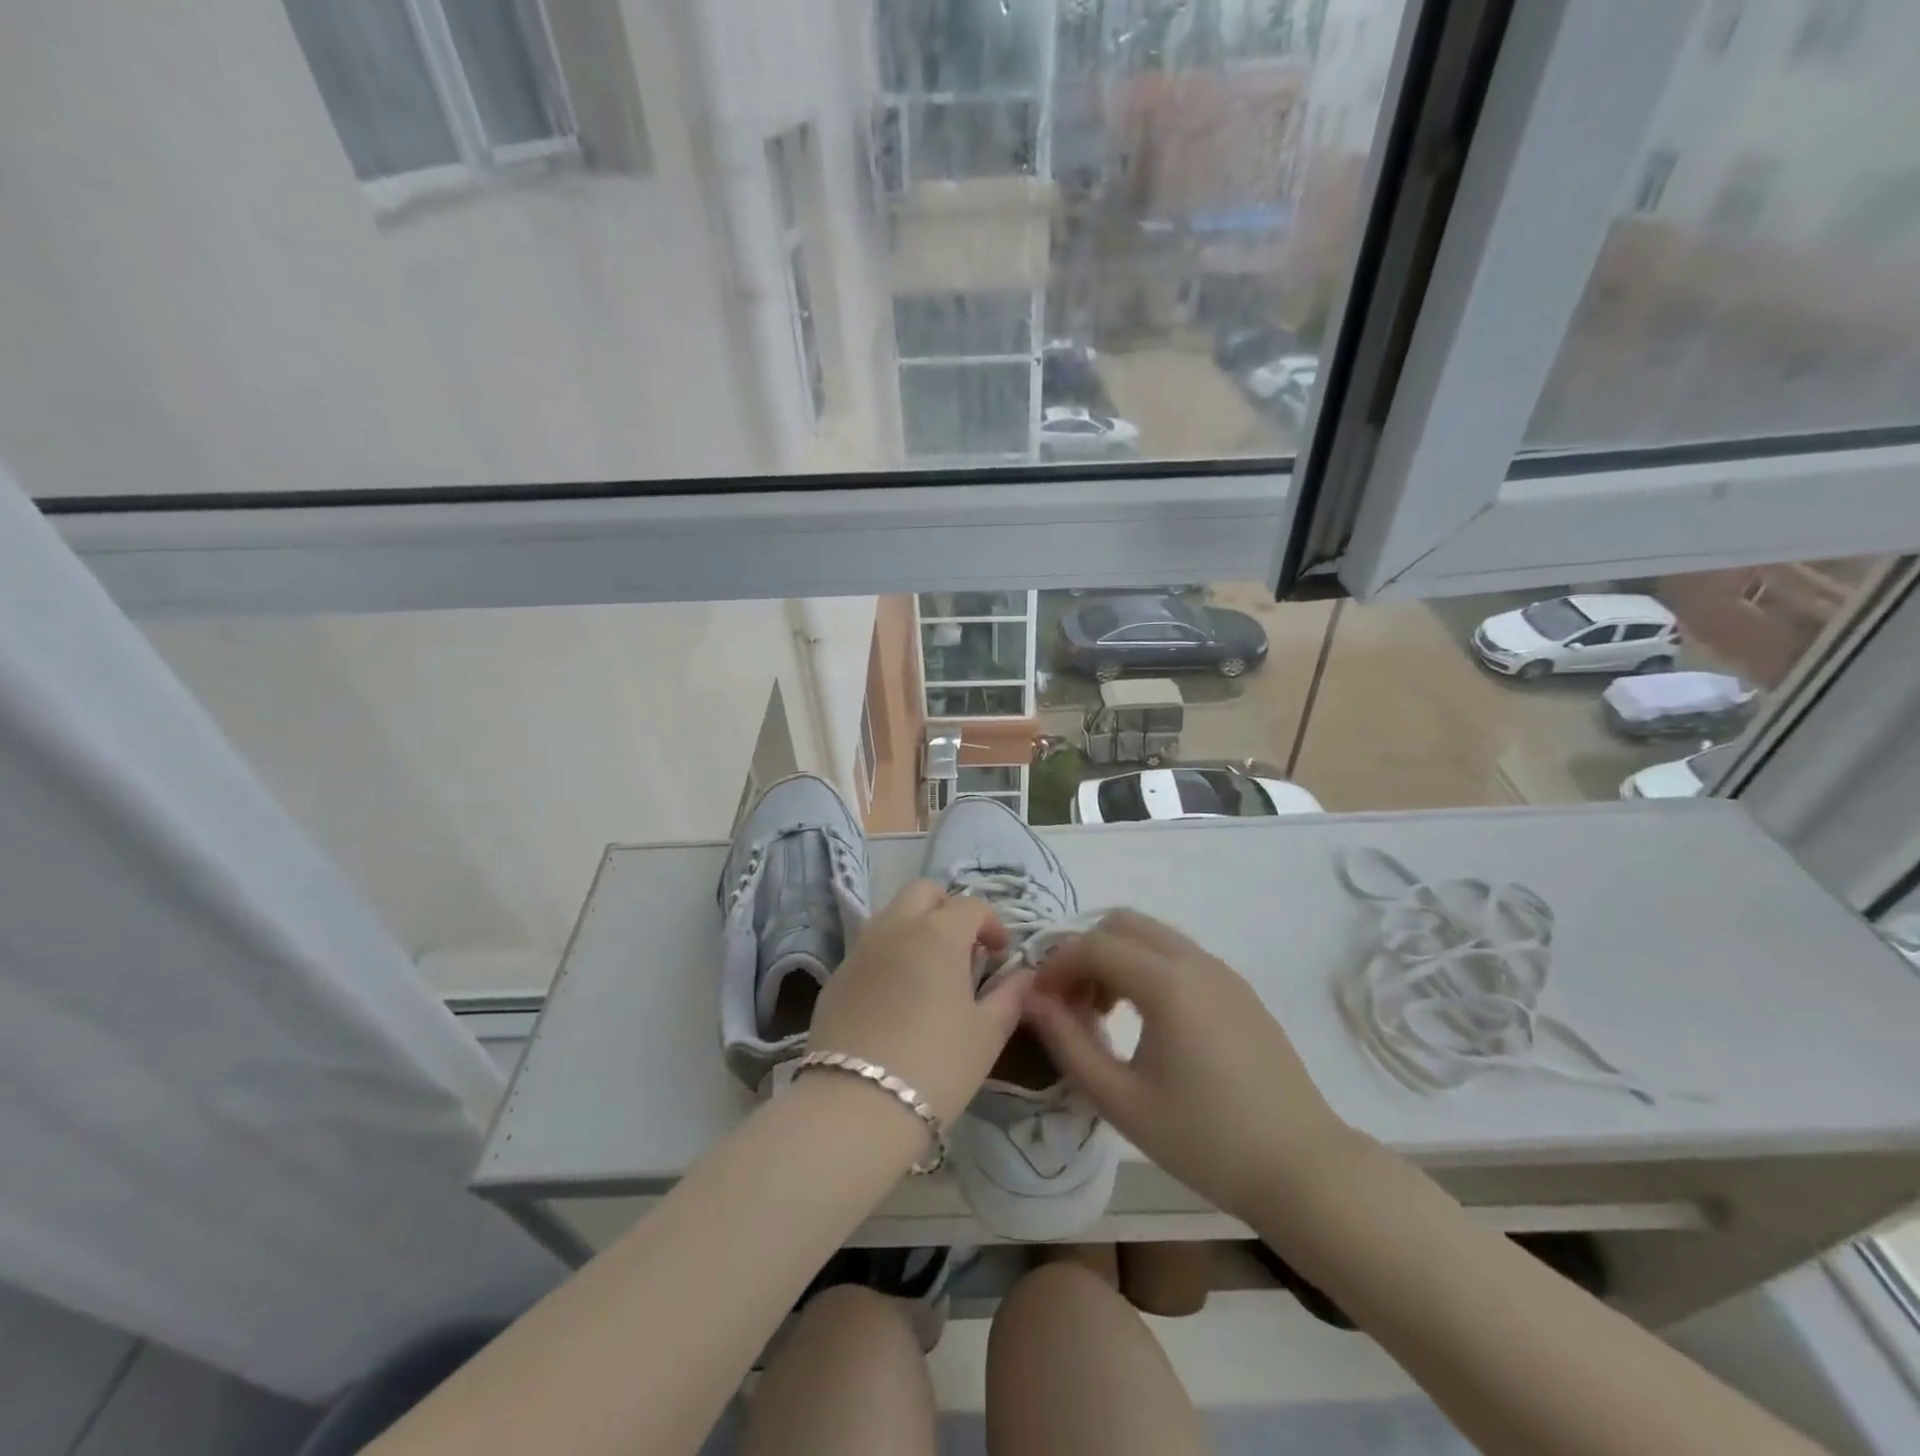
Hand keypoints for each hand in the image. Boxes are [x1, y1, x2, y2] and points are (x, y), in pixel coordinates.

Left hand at [807, 880, 1029, 1126]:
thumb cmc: (936, 1065)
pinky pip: (869, 947)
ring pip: (891, 915)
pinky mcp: (836, 976)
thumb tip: (1024, 976)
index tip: (999, 955)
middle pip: (923, 892)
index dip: (991, 924)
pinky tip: (896, 997)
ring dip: (915, 927)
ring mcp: (860, 949)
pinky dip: (889, 954)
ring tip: (929, 971)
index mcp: (937, 934)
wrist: (856, 1105)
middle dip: (947, 908)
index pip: (970, 906)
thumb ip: (1010, 997)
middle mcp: (895, 928)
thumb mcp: (986, 1035)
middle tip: (962, 947)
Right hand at [1023, 909, 1353, 1224]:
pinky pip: (1179, 956)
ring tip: (1104, 1013)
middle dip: (1086, 952)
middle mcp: (1195, 961)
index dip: (1057, 965)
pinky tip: (1146, 1021)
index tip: (1038, 1000)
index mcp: (1167, 982)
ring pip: (1153, 936)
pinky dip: (1148, 968)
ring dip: (1118, 958)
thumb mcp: (1121, 1100)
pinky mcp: (1239, 990)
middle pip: (1123, 924)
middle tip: (1072, 1002)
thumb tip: (1031, 1001)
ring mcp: (1223, 972)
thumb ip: (1068, 1043)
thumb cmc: (1205, 1140)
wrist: (1303, 1170)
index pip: (1094, 945)